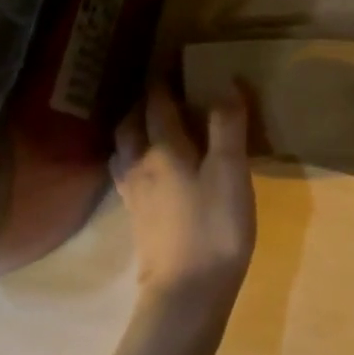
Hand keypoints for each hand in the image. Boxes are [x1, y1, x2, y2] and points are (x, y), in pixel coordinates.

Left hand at [112, 83, 255, 310]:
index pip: (157, 104)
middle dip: (141, 104)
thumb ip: (227, 126)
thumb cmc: (214, 227)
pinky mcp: (137, 220)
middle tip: (159, 93)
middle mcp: (141, 166)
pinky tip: (147, 170)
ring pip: (123, 151)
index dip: (162, 81)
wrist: (187, 292)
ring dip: (131, 131)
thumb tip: (225, 84)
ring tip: (148, 126)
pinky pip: (126, 176)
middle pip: (130, 125)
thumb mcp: (231, 172)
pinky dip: (132, 160)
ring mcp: (134, 195)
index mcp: (164, 149)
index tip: (169, 62)